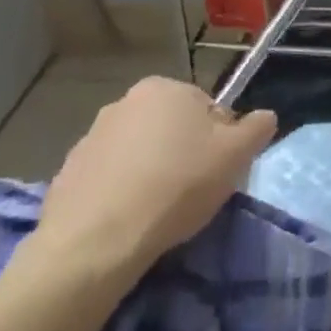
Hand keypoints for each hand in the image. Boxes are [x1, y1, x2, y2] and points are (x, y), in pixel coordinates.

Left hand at [17, 76, 276, 304]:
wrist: (95, 242)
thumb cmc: (176, 186)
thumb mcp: (237, 155)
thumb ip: (257, 128)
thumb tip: (264, 117)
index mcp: (166, 88)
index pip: (208, 109)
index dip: (220, 142)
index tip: (217, 173)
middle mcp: (125, 101)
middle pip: (172, 128)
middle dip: (183, 154)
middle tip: (192, 193)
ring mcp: (91, 136)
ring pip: (139, 153)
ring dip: (150, 173)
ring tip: (158, 212)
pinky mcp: (67, 173)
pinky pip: (108, 179)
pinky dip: (120, 193)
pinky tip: (128, 222)